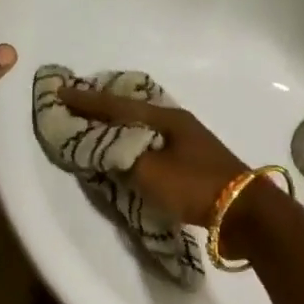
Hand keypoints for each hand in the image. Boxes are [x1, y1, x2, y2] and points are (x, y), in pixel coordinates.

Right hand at [58, 89, 248, 227]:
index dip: (86, 101)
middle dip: (102, 108)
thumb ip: (121, 157)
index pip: (116, 106)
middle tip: (75, 104)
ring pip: (143, 128)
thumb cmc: (195, 186)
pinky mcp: (193, 164)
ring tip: (95, 126)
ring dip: (118, 127)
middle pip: (131, 111)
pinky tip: (127, 152)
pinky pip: (152, 146)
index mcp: (166, 118)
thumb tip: (104, 149)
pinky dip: (133, 145)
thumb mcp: (150, 171)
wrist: (244, 212)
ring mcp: (188, 143)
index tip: (59, 92)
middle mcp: (177, 124)